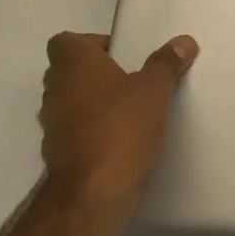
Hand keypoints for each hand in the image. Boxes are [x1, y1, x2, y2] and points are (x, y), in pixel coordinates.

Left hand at [39, 31, 197, 210]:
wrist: (92, 194)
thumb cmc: (121, 128)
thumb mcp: (155, 90)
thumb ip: (167, 63)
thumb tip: (183, 41)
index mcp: (73, 65)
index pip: (64, 41)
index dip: (89, 43)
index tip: (119, 55)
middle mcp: (55, 90)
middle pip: (66, 71)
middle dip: (94, 73)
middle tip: (129, 79)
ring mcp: (52, 125)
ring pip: (69, 102)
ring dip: (92, 103)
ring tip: (128, 110)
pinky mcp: (57, 155)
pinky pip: (74, 132)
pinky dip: (91, 132)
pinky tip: (120, 140)